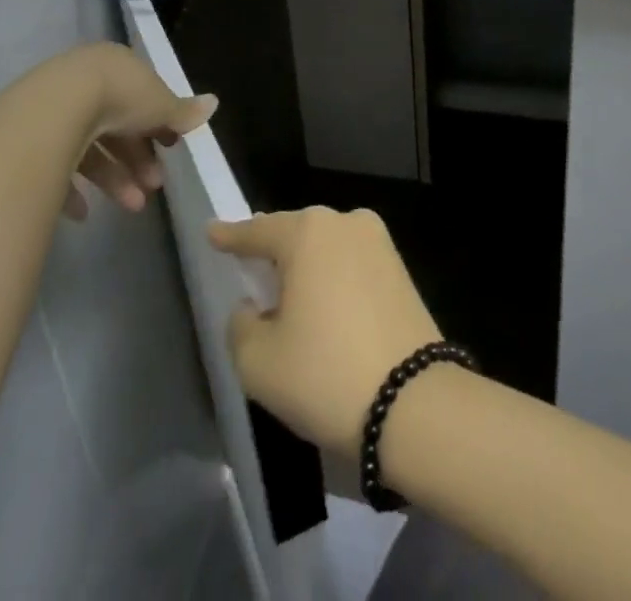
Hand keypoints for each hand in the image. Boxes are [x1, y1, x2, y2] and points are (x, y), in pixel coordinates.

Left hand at [50, 43, 216, 221]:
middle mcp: (84, 82)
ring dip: (115, 179)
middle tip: (154, 186)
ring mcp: (55, 109)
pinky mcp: (32, 137)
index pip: (141, 95)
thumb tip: (214, 102)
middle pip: (116, 125)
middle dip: (139, 159)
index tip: (171, 148)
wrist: (57, 108)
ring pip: (91, 147)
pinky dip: (74, 190)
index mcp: (116, 67)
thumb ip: (183, 110)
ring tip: (132, 206)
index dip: (158, 122)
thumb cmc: (118, 98)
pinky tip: (84, 212)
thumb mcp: (160, 104)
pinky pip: (57, 165)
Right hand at [210, 207, 441, 456]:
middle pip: (293, 234)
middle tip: (253, 279)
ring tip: (291, 304)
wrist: (418, 408)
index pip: (256, 230)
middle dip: (272, 254)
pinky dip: (334, 282)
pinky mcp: (401, 271)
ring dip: (306, 270)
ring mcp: (378, 244)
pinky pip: (352, 266)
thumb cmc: (327, 376)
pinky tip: (326, 314)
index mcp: (306, 232)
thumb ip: (241, 325)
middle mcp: (343, 223)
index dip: (230, 236)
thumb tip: (255, 308)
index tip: (212, 232)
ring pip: (325, 249)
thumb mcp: (258, 362)